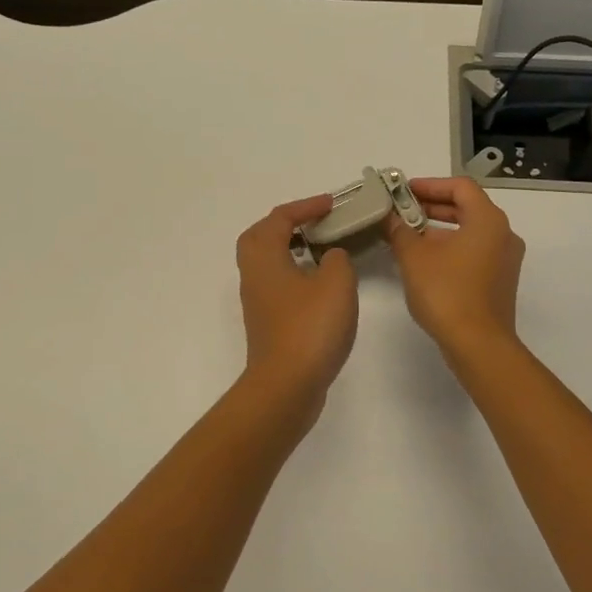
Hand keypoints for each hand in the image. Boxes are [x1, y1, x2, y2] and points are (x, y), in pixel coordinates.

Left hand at [234, 196, 359, 405]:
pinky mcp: (267, 323)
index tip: (332, 205)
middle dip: (286, 224)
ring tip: (321, 250)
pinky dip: (295, 274)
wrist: (287, 386)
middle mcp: (253, 275)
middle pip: (260, 237)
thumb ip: (337, 259)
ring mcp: (258, 302)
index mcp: (264, 257)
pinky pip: (277, 284)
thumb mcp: (336, 283)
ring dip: (290, 249)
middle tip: (315, 223)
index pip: (279, 218)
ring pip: (267, 262)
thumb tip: (330, 256)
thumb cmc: (310, 327)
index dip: (305, 207)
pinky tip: (320, 286)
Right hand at [384, 177, 524, 355]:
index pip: (460, 186)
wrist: (478, 344)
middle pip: (467, 207)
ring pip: (470, 231)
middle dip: (432, 206)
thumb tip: (390, 218)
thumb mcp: (413, 257)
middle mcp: (503, 234)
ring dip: (439, 228)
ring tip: (407, 234)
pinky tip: (424, 260)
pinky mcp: (500, 280)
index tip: (403, 192)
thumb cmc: (446, 292)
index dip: (430, 185)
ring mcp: (505, 259)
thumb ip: (399, 230)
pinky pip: (474, 251)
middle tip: (401, 210)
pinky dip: (451, 247)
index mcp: (488, 220)